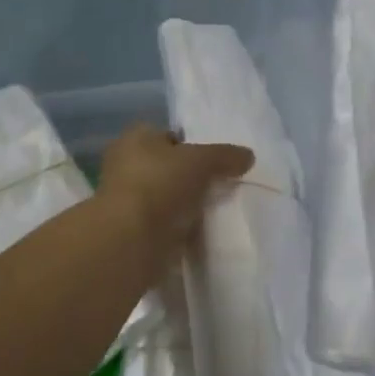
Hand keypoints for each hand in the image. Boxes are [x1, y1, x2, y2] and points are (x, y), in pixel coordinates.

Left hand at [95, 125, 252, 257]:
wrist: (132, 240)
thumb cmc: (160, 183)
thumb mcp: (202, 160)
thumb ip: (226, 155)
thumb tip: (248, 156)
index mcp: (134, 139)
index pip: (168, 135)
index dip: (191, 144)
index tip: (215, 159)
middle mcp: (126, 165)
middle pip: (168, 167)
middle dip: (191, 176)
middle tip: (220, 183)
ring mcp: (128, 201)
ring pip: (168, 196)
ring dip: (187, 203)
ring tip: (215, 208)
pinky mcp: (134, 230)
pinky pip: (166, 223)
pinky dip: (181, 226)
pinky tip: (202, 230)